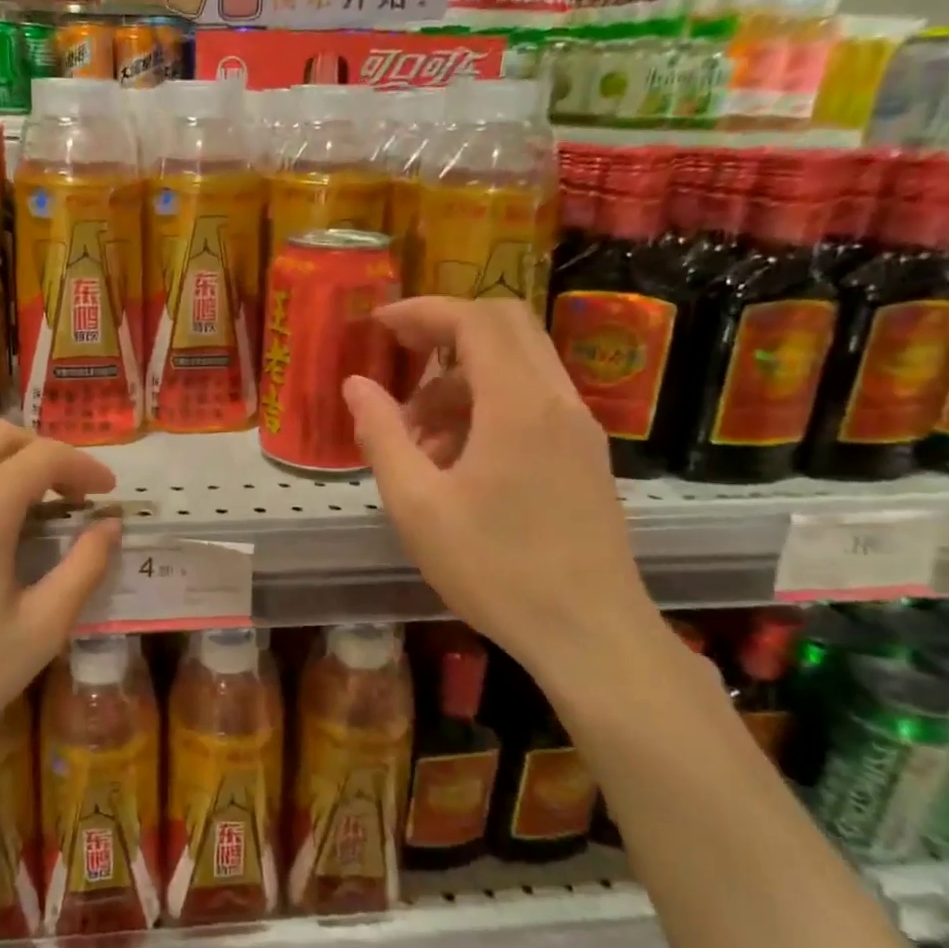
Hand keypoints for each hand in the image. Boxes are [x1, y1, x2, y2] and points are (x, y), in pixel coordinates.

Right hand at [342, 297, 668, 696]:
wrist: (592, 636)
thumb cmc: (496, 570)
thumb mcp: (417, 505)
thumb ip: (382, 435)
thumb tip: (356, 385)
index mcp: (518, 405)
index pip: (474, 321)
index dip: (423, 311)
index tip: (378, 324)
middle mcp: (557, 401)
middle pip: (507, 326)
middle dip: (446, 329)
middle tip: (398, 354)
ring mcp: (579, 428)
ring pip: (519, 365)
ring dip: (462, 376)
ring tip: (416, 431)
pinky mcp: (585, 456)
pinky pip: (533, 401)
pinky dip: (488, 403)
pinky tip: (455, 458)